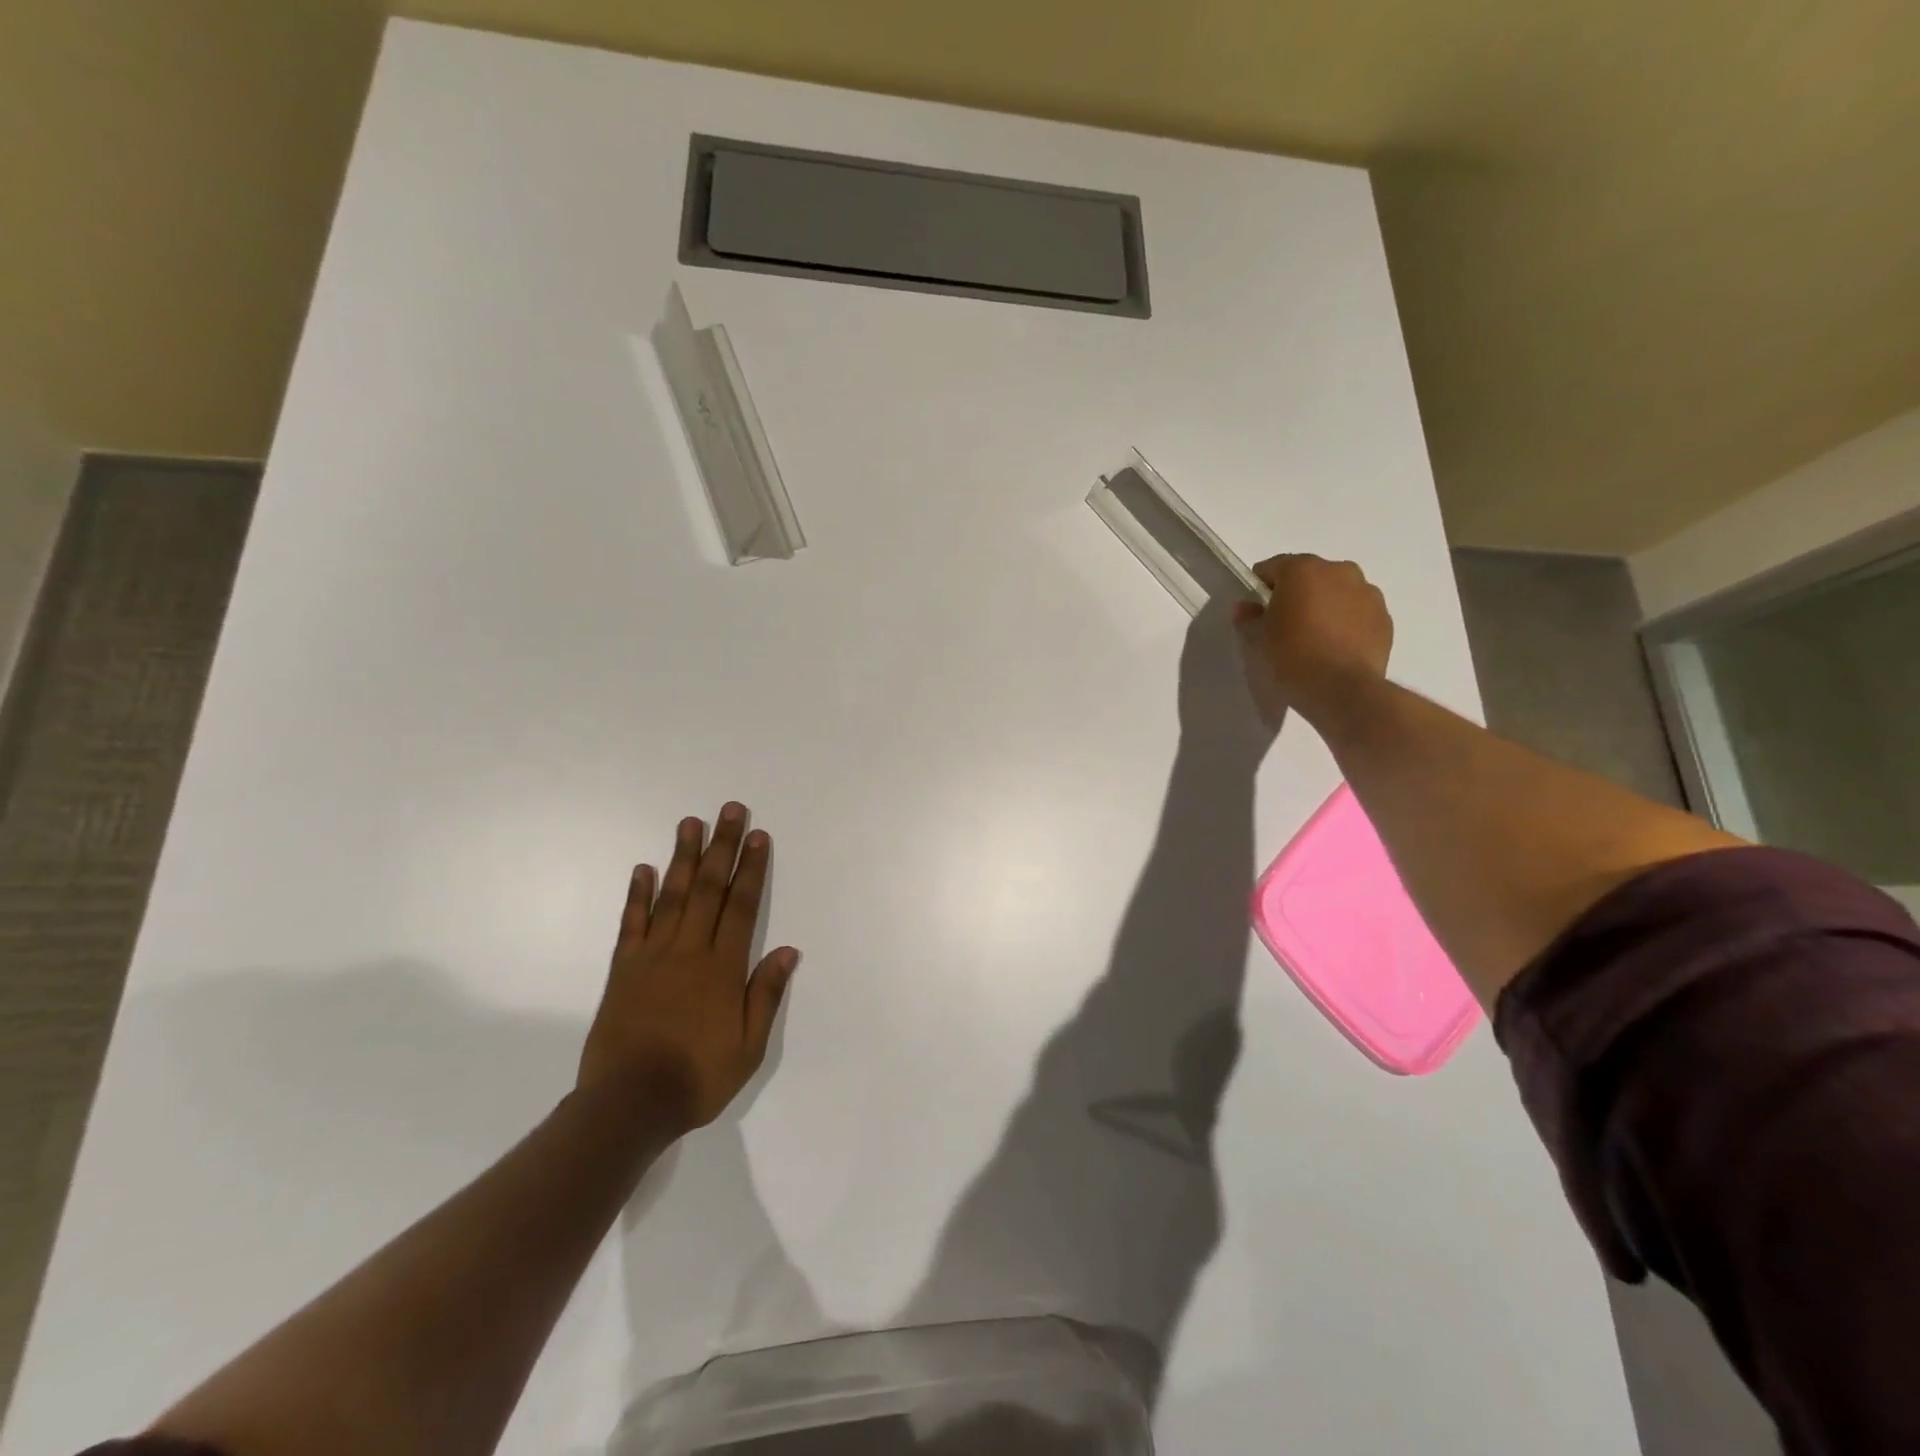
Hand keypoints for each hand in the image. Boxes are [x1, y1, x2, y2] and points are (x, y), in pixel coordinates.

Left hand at [578, 803, 798, 1135]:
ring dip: (684, 858)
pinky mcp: (623, 969)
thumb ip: (765, 995)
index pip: (742, 906)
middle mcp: (689, 951)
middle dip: (723, 847)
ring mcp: (653, 956)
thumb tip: (787, 950)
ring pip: (672, 896)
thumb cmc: (697, 1078)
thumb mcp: (748, 1047)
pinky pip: (631, 923)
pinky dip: (637, 894)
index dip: (752, 869)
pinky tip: (643, 868)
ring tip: (691, 823)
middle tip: (730, 810)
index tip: (759, 836)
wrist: (628, 1105)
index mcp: (722, 968)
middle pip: (710, 889)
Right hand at [1231, 555, 1392, 727]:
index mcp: (1303, 570)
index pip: (1273, 567)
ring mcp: (1368, 593)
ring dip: (1324, 606)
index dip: (1260, 588)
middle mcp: (1339, 571)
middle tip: (1284, 626)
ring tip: (1314, 639)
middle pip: (1309, 576)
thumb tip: (1246, 607)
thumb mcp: (1257, 640)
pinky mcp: (1385, 618)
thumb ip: (1248, 618)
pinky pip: (1357, 613)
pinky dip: (1346, 623)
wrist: (1344, 691)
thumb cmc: (1293, 658)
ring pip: (1337, 592)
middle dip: (1296, 595)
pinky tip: (1335, 649)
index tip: (1256, 611)